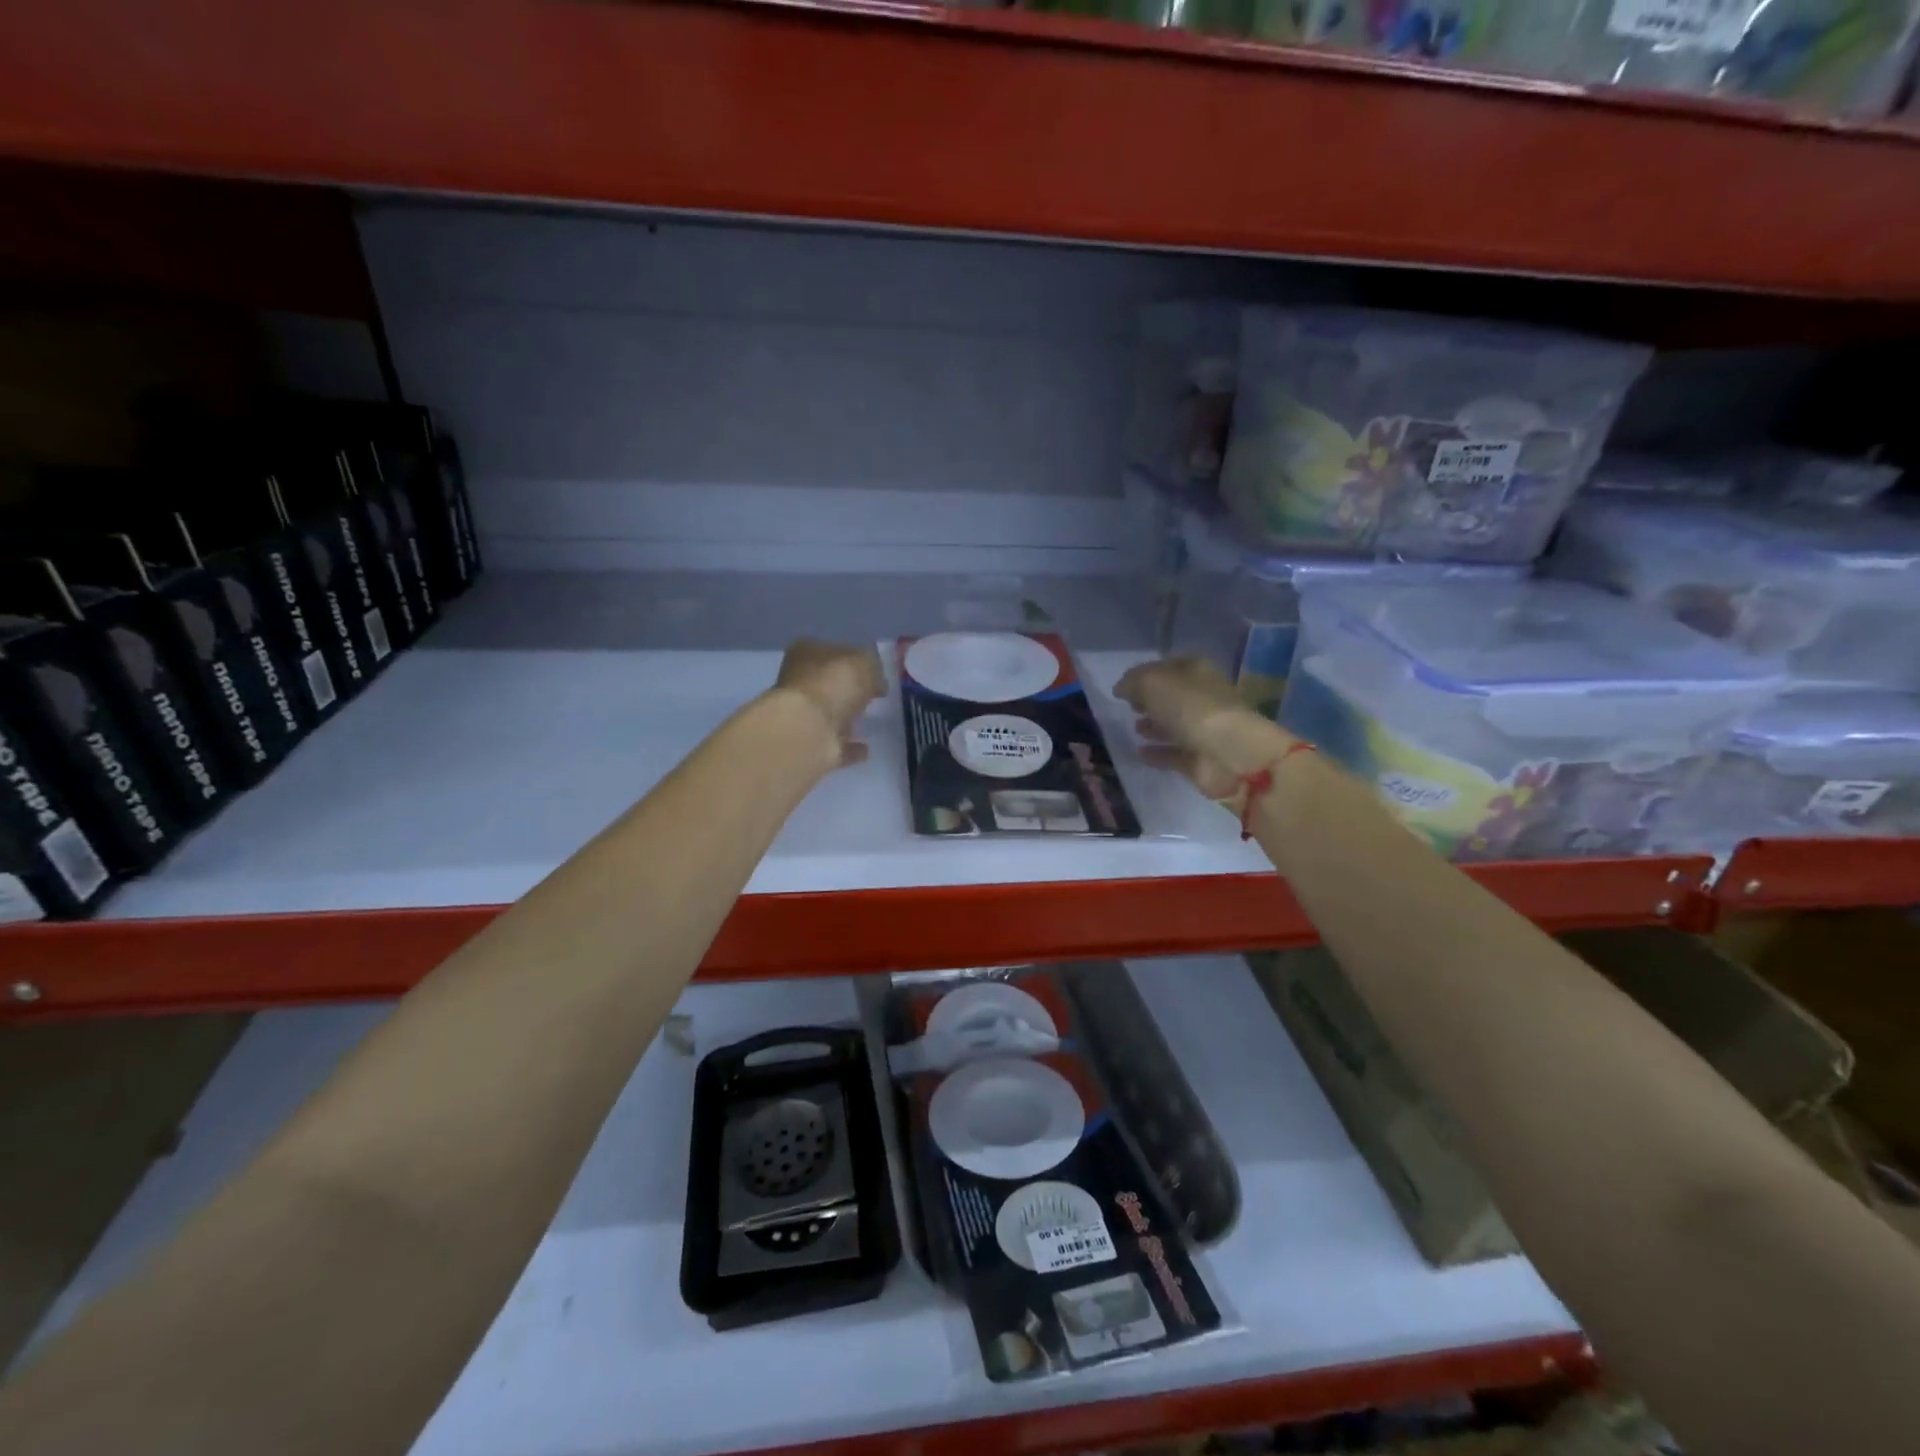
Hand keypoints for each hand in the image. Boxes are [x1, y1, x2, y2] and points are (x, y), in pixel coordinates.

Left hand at [774, 639, 885, 767]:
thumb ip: (872, 668)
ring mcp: (803, 717)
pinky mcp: (811, 745)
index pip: (832, 652)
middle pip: (828, 684)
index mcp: (806, 653)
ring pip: (830, 714)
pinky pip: (836, 744)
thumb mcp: (864, 662)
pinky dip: (850, 746)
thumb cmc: (833, 684)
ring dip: (846, 718)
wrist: (808, 729)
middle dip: (847, 689)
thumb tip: (876, 682)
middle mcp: (799, 683)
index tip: (874, 672)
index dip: (854, 660)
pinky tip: (867, 748)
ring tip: (870, 720)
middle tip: (872, 695)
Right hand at [1115, 656, 1299, 798]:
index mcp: (1197, 671)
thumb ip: (1132, 682)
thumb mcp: (1152, 683)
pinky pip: (1173, 754)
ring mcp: (1203, 730)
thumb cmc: (1191, 708)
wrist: (1229, 754)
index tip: (1125, 686)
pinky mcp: (1199, 760)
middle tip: (1129, 706)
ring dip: (1155, 726)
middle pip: (1172, 696)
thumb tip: (1122, 688)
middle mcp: (1202, 697)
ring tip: (1133, 728)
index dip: (1146, 674)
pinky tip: (1139, 752)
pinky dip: (1157, 753)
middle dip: (1151, 700)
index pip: (1168, 666)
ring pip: (1174, 725)